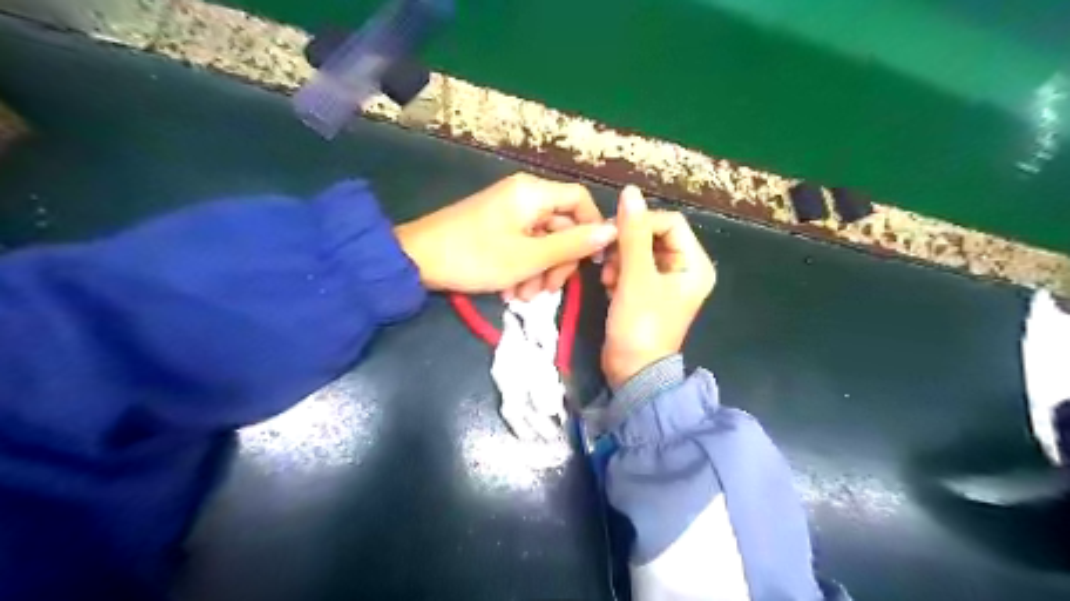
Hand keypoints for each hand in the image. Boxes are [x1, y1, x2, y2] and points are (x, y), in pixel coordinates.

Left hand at [392, 174, 615, 295]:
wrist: (416, 261)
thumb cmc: (476, 256)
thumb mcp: (530, 257)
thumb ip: (572, 245)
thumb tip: (612, 231)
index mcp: (534, 193)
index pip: (581, 201)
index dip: (591, 230)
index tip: (590, 262)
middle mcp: (524, 196)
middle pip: (562, 225)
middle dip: (558, 262)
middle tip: (547, 291)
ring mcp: (509, 212)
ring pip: (542, 241)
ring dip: (539, 271)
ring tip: (522, 296)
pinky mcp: (496, 228)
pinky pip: (523, 246)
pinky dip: (522, 268)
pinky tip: (510, 291)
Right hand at [598, 185, 712, 387]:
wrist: (632, 371)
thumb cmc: (640, 325)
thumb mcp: (635, 277)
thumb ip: (632, 234)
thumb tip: (630, 192)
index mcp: (694, 264)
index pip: (670, 222)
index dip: (640, 223)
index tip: (613, 234)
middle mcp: (685, 268)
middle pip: (654, 235)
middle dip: (627, 244)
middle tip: (607, 259)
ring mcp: (666, 281)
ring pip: (640, 250)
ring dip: (619, 259)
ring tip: (608, 278)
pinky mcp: (648, 291)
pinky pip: (633, 267)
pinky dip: (619, 272)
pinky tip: (609, 286)